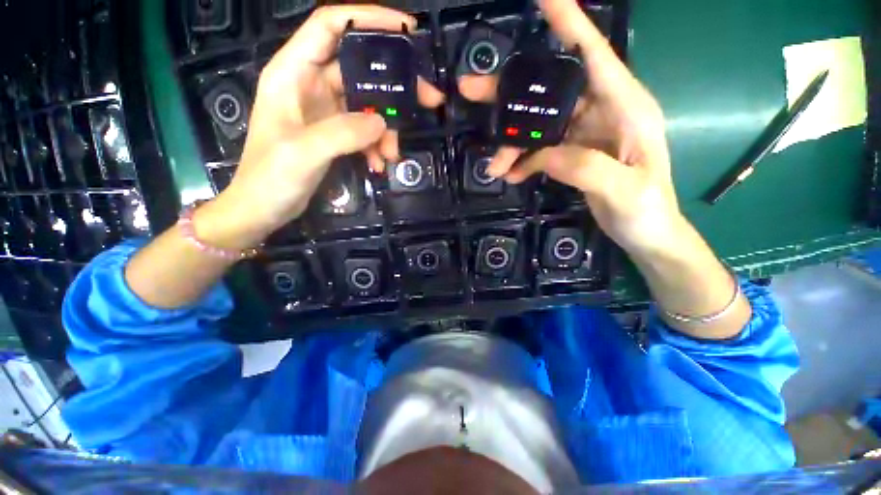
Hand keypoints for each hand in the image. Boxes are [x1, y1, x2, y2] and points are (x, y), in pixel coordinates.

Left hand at [209, 6, 444, 248]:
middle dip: (395, 85)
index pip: (330, 26)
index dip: (368, 19)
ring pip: (368, 106)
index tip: (407, 29)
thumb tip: (382, 125)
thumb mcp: (304, 152)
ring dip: (386, 130)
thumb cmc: (270, 177)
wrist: (264, 208)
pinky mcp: (334, 134)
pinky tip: (379, 164)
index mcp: (293, 73)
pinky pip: (364, 131)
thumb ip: (343, 133)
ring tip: (393, 155)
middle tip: (428, 99)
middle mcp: (310, 84)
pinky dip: (376, 146)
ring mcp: (325, 111)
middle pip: (360, 69)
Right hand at [459, 0, 679, 254]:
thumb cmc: (647, 210)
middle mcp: (603, 112)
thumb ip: (584, 168)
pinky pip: (541, 150)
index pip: (594, 53)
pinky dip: (523, 160)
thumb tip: (541, 155)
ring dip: (513, 142)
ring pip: (540, 125)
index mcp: (625, 106)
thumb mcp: (623, 190)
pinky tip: (510, 174)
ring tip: (494, 165)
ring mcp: (585, 134)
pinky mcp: (573, 154)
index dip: (568, 22)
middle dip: (512, 92)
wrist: (646, 233)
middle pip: (552, 90)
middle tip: (471, 92)